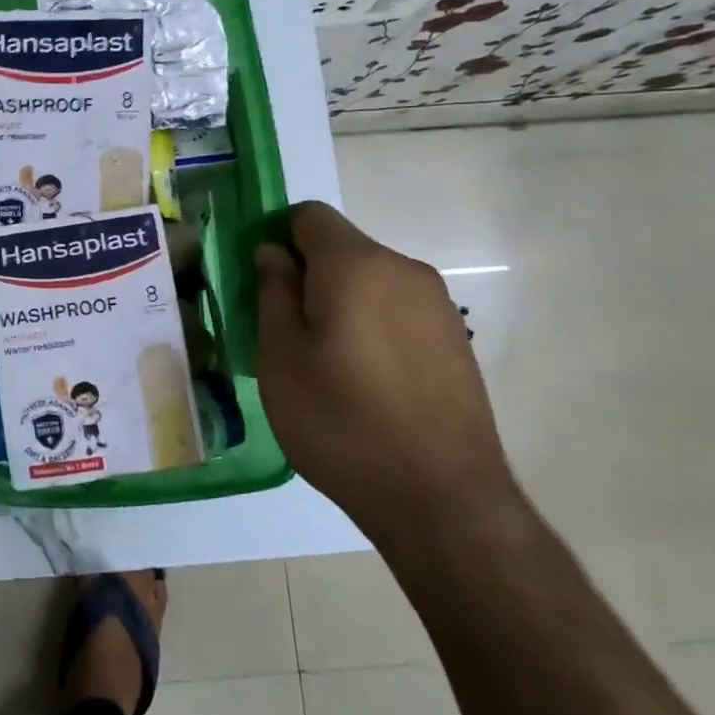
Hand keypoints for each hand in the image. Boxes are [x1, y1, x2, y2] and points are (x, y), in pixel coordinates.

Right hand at [254, 202, 520, 549]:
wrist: (441, 499)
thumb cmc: (340, 421)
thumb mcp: (280, 357)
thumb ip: (273, 291)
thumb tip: (273, 252)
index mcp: (356, 265)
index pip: (309, 216)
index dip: (276, 238)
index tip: (259, 283)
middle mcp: (404, 270)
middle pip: (342, 249)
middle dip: (307, 276)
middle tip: (282, 332)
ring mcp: (438, 305)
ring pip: (370, 282)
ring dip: (339, 303)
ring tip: (323, 364)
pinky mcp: (456, 339)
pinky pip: (397, 311)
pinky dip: (371, 326)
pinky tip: (363, 381)